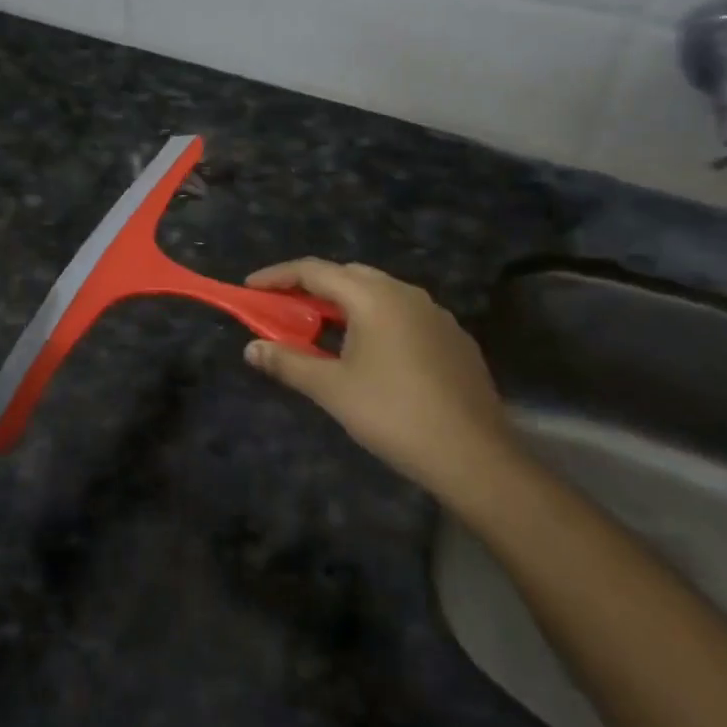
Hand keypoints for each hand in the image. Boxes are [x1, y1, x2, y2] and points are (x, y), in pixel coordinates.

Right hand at [244, 259, 516, 502]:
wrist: (475, 457)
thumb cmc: (394, 415)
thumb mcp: (332, 390)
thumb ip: (288, 362)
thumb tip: (251, 348)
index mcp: (373, 296)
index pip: (314, 270)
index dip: (277, 276)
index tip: (250, 288)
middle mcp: (405, 292)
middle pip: (348, 275)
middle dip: (312, 288)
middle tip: (286, 311)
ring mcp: (435, 313)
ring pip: (378, 294)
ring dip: (346, 304)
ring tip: (324, 333)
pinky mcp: (454, 337)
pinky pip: (404, 315)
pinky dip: (376, 321)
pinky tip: (373, 355)